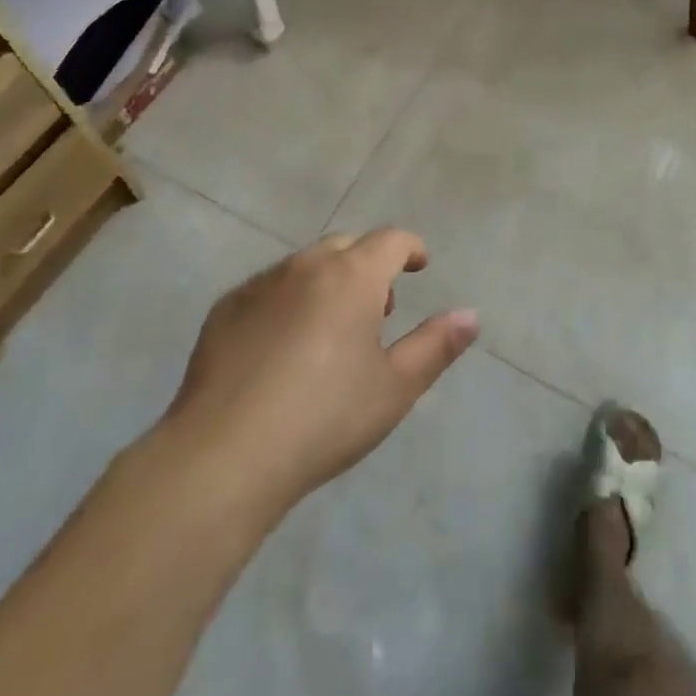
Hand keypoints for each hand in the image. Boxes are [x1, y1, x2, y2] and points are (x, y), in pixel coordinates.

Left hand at [162, 230, 478, 519]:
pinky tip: (282, 348)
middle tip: (377, 309)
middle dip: (368, 266)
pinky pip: (268, 289)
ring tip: (331, 330)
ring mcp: (261, 284)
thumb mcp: (394, 388)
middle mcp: (306, 266)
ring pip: (305, 265)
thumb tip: (471, 315)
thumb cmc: (324, 418)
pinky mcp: (226, 309)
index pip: (391, 240)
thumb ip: (436, 345)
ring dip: (328, 282)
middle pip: (347, 247)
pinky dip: (288, 301)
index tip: (419, 266)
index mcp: (352, 276)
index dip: (410, 248)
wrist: (224, 455)